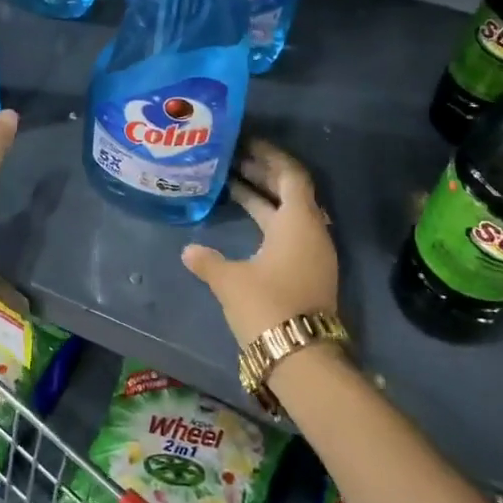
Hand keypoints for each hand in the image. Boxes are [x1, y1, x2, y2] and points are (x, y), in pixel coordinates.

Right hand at [182, 140, 339, 350]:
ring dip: (265, 199)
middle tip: (233, 162)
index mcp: (298, 221)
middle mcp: (312, 231)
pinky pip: (290, 233)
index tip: (247, 145)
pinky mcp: (310, 273)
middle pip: (291, 192)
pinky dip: (270, 221)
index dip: (270, 156)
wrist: (301, 358)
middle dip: (264, 174)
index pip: (290, 174)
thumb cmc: (266, 306)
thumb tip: (188, 251)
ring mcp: (314, 254)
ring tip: (233, 187)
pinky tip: (246, 224)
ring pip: (290, 214)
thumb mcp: (230, 280)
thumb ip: (208, 260)